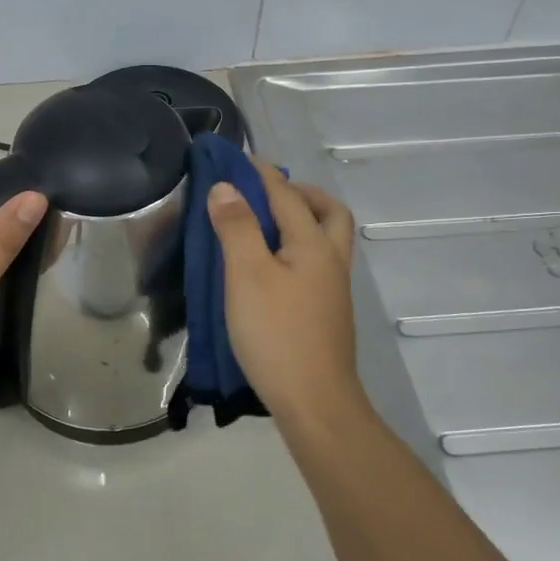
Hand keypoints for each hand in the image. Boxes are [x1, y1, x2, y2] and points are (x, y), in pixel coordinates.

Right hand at [207, 160, 368, 432]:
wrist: (314, 402)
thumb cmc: (276, 334)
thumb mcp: (246, 276)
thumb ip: (237, 228)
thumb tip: (226, 187)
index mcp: (314, 245)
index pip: (287, 196)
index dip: (262, 174)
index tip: (239, 158)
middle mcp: (331, 261)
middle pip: (329, 213)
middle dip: (302, 194)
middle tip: (268, 194)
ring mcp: (333, 291)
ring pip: (327, 241)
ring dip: (303, 222)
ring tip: (265, 228)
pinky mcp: (326, 314)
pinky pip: (317, 265)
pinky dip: (298, 250)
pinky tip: (272, 268)